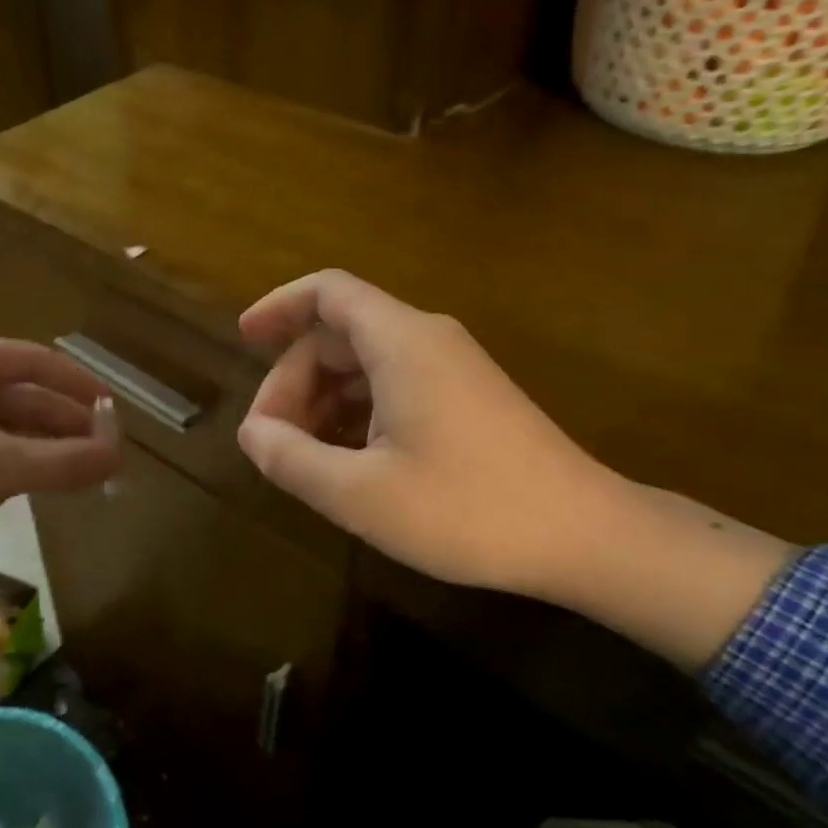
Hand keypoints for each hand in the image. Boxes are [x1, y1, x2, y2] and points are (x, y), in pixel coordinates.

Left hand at [0, 337, 121, 591]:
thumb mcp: (1, 467)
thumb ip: (66, 460)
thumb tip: (120, 457)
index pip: (36, 360)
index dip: (80, 385)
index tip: (115, 411)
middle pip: (24, 392)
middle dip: (67, 420)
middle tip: (105, 448)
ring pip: (8, 420)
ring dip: (47, 442)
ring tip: (86, 467)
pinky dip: (21, 458)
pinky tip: (47, 478)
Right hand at [236, 270, 620, 599]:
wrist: (584, 535)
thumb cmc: (467, 509)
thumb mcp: (359, 493)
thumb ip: (291, 459)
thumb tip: (251, 434)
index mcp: (401, 343)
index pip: (328, 292)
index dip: (279, 307)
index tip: (243, 340)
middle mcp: (427, 340)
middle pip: (339, 335)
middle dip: (294, 381)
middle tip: (271, 441)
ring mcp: (451, 369)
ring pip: (365, 364)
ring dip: (323, 401)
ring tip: (302, 457)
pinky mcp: (466, 398)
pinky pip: (393, 386)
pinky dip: (356, 412)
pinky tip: (347, 462)